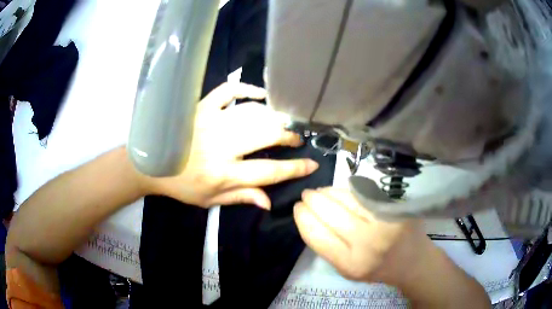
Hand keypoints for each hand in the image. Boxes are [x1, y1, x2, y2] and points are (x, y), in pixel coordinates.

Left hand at [149, 83, 318, 208]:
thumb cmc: (181, 185)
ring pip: (253, 114)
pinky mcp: (202, 107)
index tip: (312, 164)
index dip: (295, 168)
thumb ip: (241, 197)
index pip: (269, 172)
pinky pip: (228, 91)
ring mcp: (212, 122)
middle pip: (266, 136)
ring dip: (273, 117)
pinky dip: (246, 89)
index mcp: (224, 173)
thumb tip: (270, 201)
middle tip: (295, 139)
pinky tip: (259, 95)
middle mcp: (222, 146)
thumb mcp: (210, 200)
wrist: (151, 164)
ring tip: (282, 122)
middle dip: (288, 136)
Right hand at [293, 187, 427, 285]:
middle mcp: (368, 242)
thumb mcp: (346, 269)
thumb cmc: (376, 267)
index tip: (297, 208)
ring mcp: (384, 221)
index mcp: (351, 264)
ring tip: (319, 191)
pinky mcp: (395, 207)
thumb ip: (327, 247)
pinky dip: (346, 190)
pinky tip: (338, 191)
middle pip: (329, 213)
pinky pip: (363, 193)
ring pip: (346, 198)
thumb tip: (309, 216)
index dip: (303, 217)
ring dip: (327, 192)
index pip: (317, 235)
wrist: (412, 260)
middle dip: (312, 200)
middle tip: (305, 195)